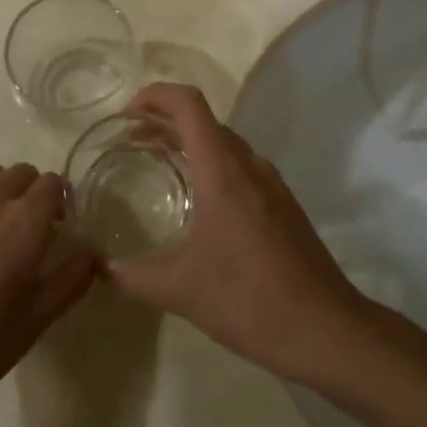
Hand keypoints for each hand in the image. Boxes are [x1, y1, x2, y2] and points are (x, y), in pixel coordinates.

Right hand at [101, 84, 367, 383]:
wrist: (326, 329)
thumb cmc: (250, 302)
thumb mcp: (181, 291)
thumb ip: (132, 277)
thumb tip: (99, 269)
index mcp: (224, 172)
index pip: (188, 104)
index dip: (154, 96)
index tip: (125, 117)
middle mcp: (250, 166)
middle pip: (204, 120)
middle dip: (164, 121)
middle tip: (130, 142)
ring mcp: (271, 184)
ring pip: (224, 144)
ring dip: (188, 143)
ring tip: (156, 164)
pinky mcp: (283, 204)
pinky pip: (240, 166)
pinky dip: (210, 165)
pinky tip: (196, 202)